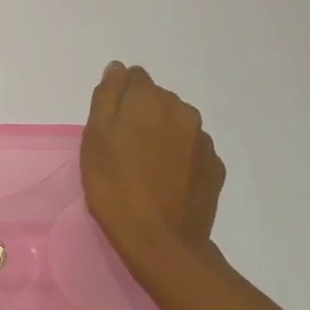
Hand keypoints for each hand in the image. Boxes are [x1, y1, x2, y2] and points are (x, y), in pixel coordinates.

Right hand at [80, 62, 226, 286]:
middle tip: (122, 149)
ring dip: (161, 135)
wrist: (160, 241)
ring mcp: (203, 140)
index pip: (133, 77)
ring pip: (176, 124)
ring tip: (144, 168)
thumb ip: (107, 95)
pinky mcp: (215, 168)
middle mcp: (182, 111)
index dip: (118, 98)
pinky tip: (165, 182)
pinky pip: (191, 151)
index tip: (108, 125)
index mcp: (150, 99)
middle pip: (157, 99)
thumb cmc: (115, 186)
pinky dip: (178, 158)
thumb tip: (118, 68)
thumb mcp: (95, 137)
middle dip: (141, 114)